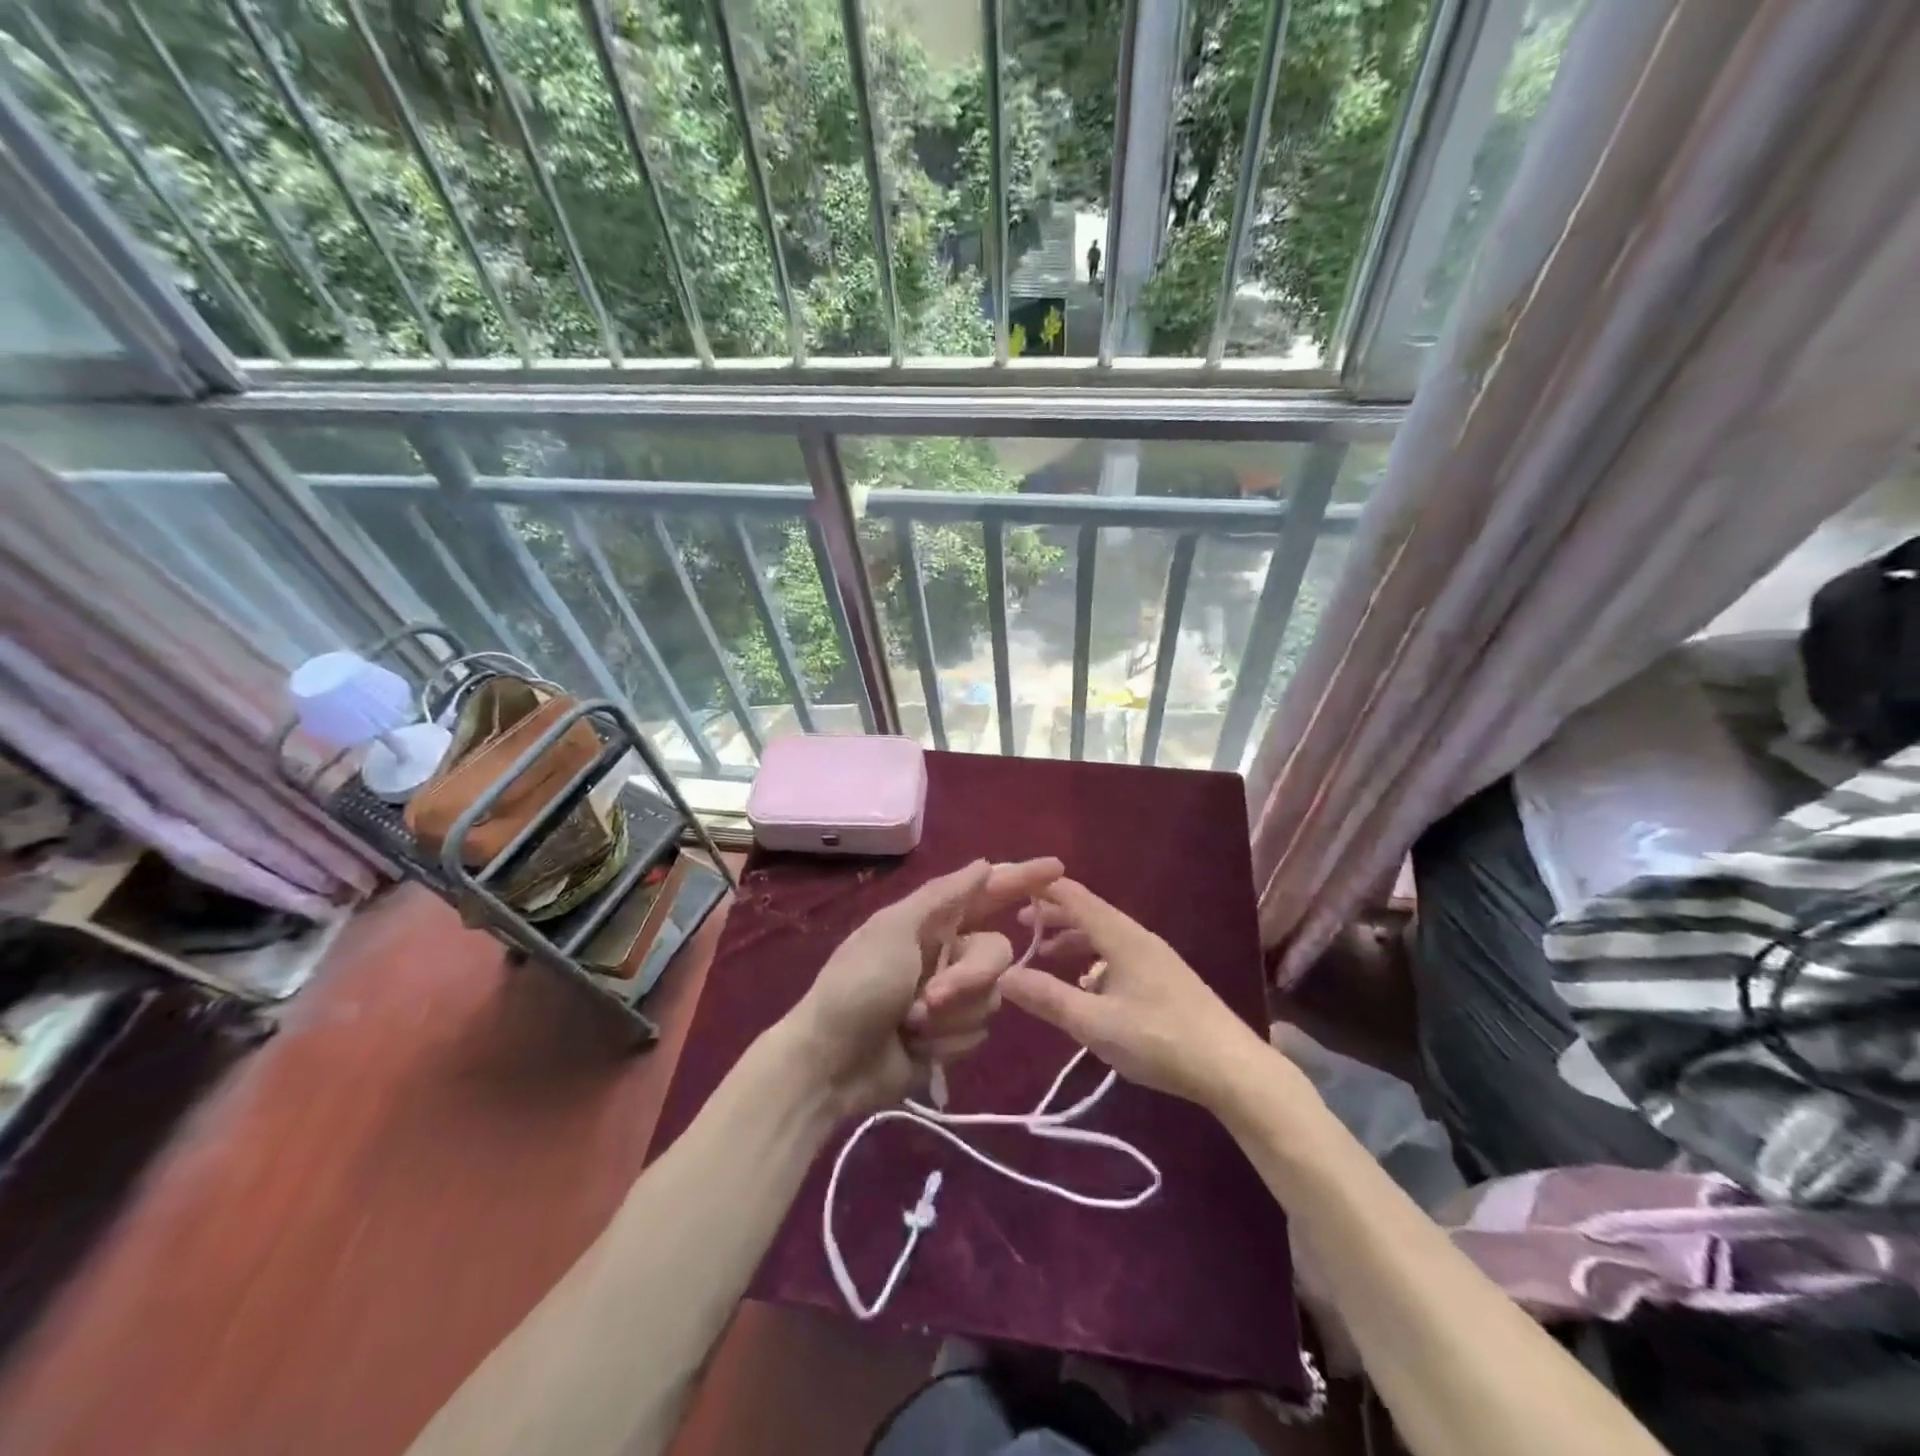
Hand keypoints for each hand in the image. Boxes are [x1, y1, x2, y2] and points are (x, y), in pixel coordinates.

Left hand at [783, 856, 1064, 1116]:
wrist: (830, 1064)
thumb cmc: (857, 985)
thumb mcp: (894, 930)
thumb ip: (943, 897)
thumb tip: (985, 864)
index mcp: (932, 921)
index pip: (988, 893)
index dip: (1023, 879)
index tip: (1058, 868)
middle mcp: (948, 953)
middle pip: (996, 953)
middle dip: (968, 978)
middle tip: (929, 997)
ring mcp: (952, 997)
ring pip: (992, 997)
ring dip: (951, 1015)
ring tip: (911, 1024)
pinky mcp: (952, 1036)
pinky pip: (978, 1033)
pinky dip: (946, 1042)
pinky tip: (915, 1047)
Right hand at [1002, 878, 1268, 1109]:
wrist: (1233, 1069)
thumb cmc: (1159, 1039)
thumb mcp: (1094, 1023)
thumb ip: (1047, 998)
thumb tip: (1002, 975)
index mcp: (1121, 936)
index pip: (1074, 896)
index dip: (1043, 888)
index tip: (1011, 888)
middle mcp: (1138, 937)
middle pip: (1089, 913)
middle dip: (1053, 916)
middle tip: (1019, 926)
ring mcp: (1155, 957)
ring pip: (1105, 936)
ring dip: (1073, 940)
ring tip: (1045, 957)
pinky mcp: (1165, 979)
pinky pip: (1119, 955)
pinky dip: (1094, 960)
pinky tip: (1087, 988)